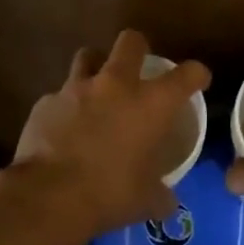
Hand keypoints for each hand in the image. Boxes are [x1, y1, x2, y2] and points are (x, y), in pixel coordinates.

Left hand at [8, 30, 210, 242]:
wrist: (48, 197)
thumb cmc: (109, 194)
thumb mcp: (146, 200)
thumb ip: (161, 194)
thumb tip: (167, 203)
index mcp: (151, 104)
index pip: (187, 74)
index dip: (196, 74)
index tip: (198, 80)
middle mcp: (116, 85)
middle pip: (131, 41)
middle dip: (138, 49)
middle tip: (138, 68)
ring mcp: (76, 89)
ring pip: (88, 56)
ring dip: (96, 67)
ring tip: (96, 89)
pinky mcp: (45, 103)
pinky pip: (59, 96)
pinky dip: (65, 107)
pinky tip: (63, 128)